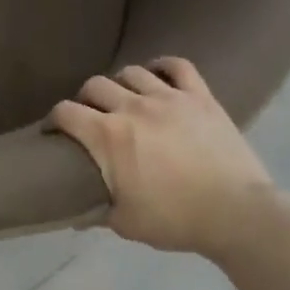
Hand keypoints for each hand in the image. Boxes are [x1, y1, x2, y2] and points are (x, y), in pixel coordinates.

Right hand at [50, 57, 276, 261]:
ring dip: (120, 83)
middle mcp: (133, 107)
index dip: (54, 119)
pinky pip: (178, 65)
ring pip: (132, 72)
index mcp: (107, 136)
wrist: (236, 213)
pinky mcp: (200, 96)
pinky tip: (157, 74)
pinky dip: (163, 66)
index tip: (54, 130)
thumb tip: (77, 214)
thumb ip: (96, 212)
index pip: (66, 112)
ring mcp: (169, 97)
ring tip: (124, 98)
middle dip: (85, 99)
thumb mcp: (125, 223)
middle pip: (95, 85)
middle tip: (89, 116)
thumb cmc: (175, 220)